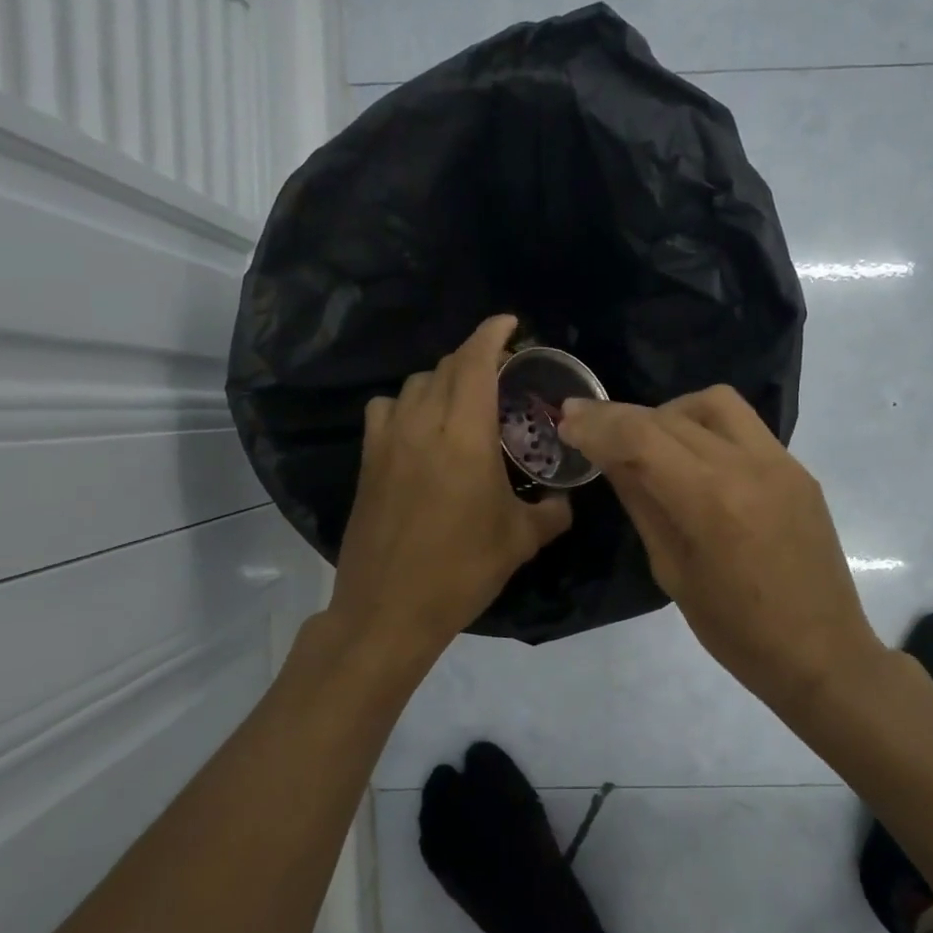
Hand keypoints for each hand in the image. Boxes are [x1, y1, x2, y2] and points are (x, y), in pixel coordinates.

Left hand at [327, 316, 572, 657]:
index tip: (510, 323)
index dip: (492, 334)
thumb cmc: (462, 570)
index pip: (475, 363)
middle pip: (446, 368)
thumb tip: (564, 500)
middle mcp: (423, 425)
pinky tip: (420, 428)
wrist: (389, 608)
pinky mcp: (368, 461)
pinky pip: (386, 410)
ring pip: (414, 385)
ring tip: (464, 401)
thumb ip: (551, 512)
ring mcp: (388, 441)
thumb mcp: (521, 541)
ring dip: (443, 381)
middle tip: (502, 372)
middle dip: (475, 358)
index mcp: (465, 436)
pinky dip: (407, 404)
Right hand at [558, 386, 890, 711]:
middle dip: (622, 417)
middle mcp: (748, 465)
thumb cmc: (736, 632)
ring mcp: (781, 462)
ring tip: (649, 441)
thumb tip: (611, 458)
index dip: (597, 424)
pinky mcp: (798, 469)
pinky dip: (706, 429)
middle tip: (590, 427)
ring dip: (670, 412)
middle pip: (670, 415)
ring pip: (714, 404)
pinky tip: (694, 460)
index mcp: (711, 500)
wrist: (821, 652)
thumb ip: (642, 503)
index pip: (641, 437)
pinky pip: (744, 427)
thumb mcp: (672, 571)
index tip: (567, 421)